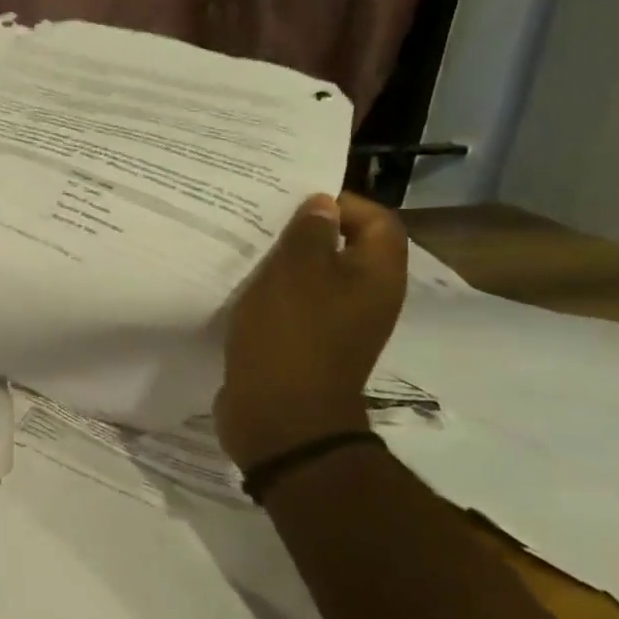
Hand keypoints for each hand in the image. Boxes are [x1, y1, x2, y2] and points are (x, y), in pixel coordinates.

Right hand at [213, 191, 407, 470]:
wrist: (280, 418)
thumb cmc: (291, 337)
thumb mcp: (296, 272)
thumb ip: (309, 232)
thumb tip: (322, 205)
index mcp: (376, 276)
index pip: (377, 220)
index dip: (341, 202)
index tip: (294, 200)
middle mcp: (366, 299)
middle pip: (344, 248)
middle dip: (304, 231)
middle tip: (262, 220)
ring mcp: (337, 326)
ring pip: (314, 278)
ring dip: (284, 263)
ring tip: (245, 250)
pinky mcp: (306, 346)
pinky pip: (294, 307)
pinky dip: (272, 294)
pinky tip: (241, 289)